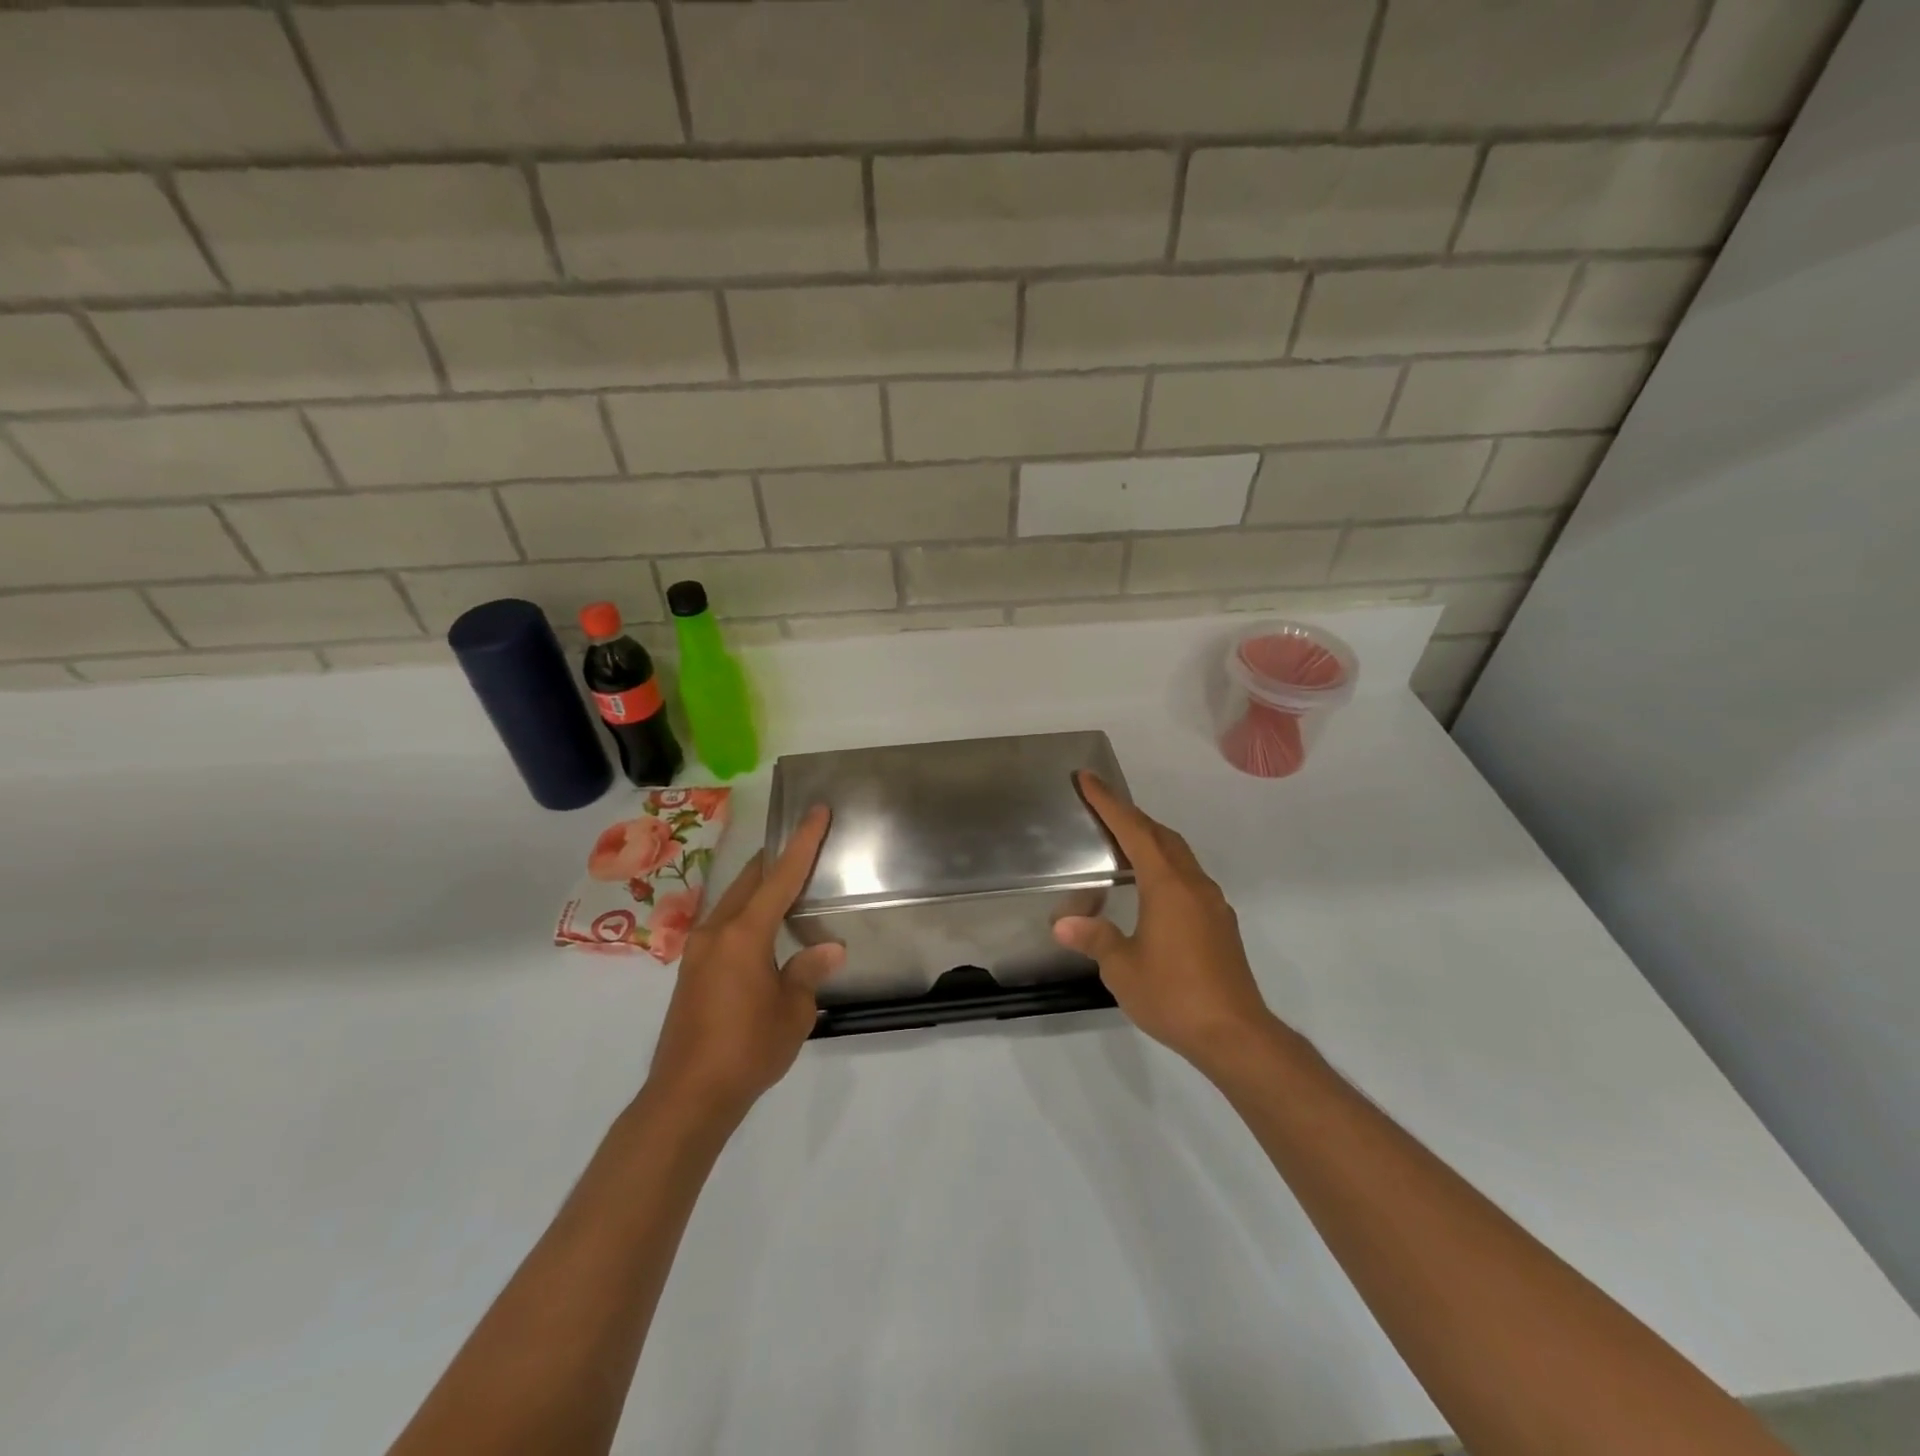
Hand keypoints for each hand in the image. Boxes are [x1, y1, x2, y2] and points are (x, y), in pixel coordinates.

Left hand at [644, 806, 842, 1120]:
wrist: (687, 1097)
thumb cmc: (747, 1050)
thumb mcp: (793, 1011)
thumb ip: (808, 972)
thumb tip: (831, 949)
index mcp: (744, 934)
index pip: (780, 876)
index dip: (803, 842)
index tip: (816, 811)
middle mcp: (716, 932)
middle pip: (750, 880)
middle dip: (777, 859)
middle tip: (805, 843)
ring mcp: (697, 951)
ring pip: (733, 902)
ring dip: (759, 888)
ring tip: (788, 885)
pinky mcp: (690, 972)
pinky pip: (724, 926)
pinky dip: (747, 915)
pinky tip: (763, 930)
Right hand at [1054, 772, 1276, 1070]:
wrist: (1235, 1034)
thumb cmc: (1174, 995)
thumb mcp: (1122, 969)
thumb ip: (1095, 939)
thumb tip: (1063, 925)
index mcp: (1168, 886)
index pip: (1134, 831)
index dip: (1109, 803)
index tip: (1088, 779)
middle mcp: (1194, 885)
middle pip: (1161, 836)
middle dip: (1131, 816)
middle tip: (1102, 808)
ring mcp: (1212, 904)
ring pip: (1179, 856)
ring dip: (1152, 841)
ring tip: (1124, 844)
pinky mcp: (1221, 924)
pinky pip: (1189, 878)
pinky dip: (1166, 867)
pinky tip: (1153, 889)